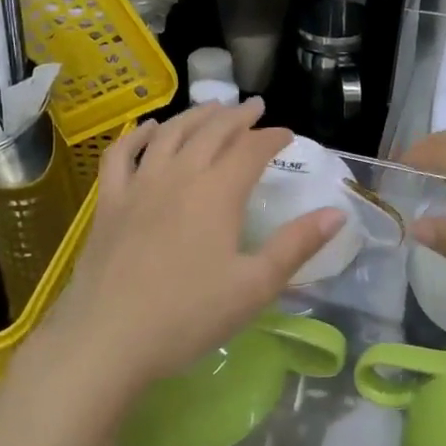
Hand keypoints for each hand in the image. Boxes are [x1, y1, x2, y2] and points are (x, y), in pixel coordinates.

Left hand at [22, 100, 345, 401]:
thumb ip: (296, 245)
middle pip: (212, 131)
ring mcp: (139, 185)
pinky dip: (139, 134)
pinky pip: (121, 154)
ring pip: (170, 134)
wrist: (108, 339)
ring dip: (195, 116)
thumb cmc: (188, 316)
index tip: (287, 134)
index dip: (273, 137)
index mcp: (218, 193)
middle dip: (237, 116)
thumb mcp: (255, 286)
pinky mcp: (109, 202)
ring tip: (212, 107)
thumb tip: (337, 213)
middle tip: (254, 107)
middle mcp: (179, 176)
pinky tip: (151, 129)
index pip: (252, 149)